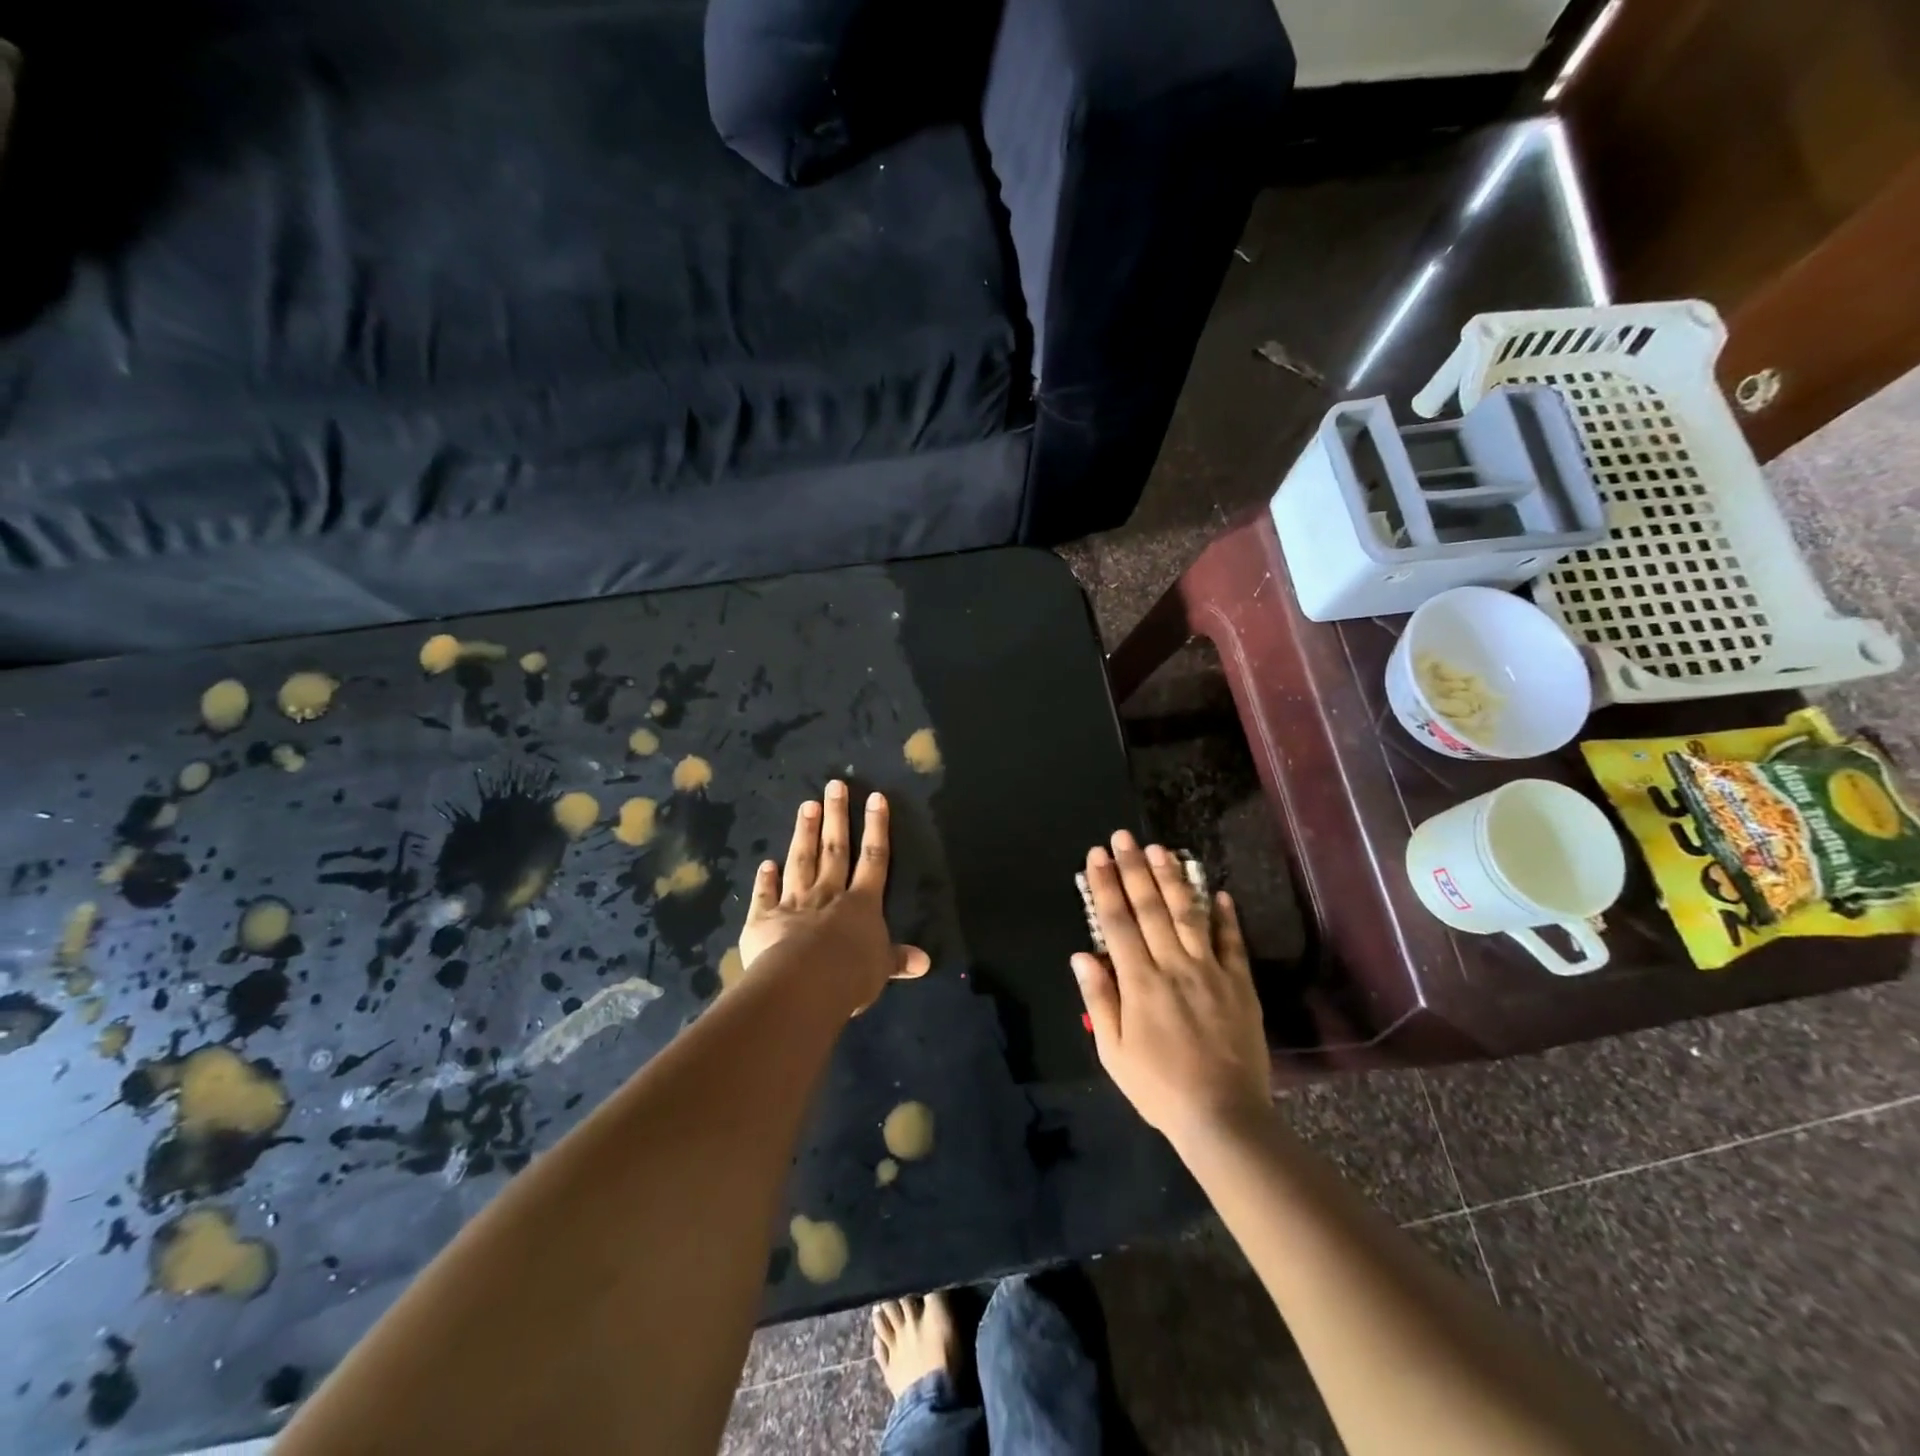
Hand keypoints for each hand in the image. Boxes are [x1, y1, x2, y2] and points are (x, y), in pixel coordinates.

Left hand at [738, 781, 930, 1010]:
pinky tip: (765, 863)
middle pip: (835, 849)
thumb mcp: (881, 969)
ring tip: (807, 805)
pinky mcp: (764, 919)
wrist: (804, 983)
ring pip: (801, 861)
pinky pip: (766, 894)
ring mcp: (794, 903)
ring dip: (805, 834)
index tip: (876, 797)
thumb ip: (898, 959)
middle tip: (834, 785)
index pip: (874, 858)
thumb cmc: (851, 975)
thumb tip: (925, 962)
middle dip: (837, 816)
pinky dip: (765, 879)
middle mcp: (828, 894)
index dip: (877, 827)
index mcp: (862, 903)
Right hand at [1070, 832, 1270, 1142]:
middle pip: (1150, 908)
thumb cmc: (1159, 1088)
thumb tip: (1081, 955)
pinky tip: (1219, 892)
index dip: (1105, 886)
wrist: (1223, 1116)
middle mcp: (1173, 965)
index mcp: (1139, 982)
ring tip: (1160, 849)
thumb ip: (1099, 999)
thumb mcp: (1113, 1053)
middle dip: (1133, 868)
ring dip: (1173, 879)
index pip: (1117, 922)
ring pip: (1188, 915)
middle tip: (1123, 837)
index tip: (1096, 856)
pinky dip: (1225, 916)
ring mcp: (1210, 971)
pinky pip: (1232, 942)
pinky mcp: (1239, 984)